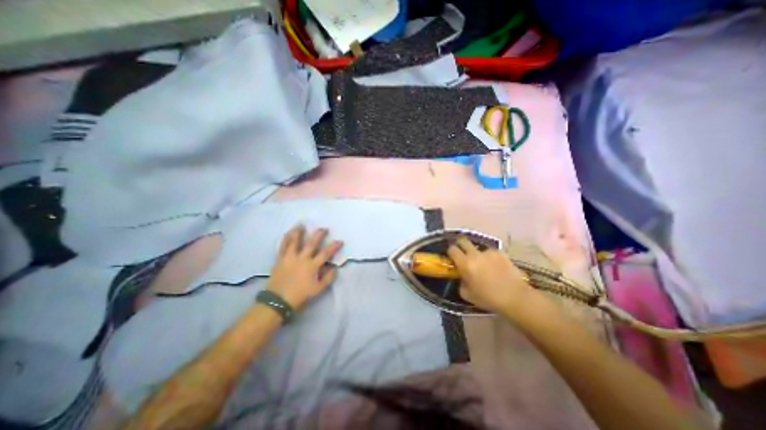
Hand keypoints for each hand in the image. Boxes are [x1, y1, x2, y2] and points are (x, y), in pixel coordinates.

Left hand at [267, 225, 343, 311]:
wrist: (278, 301)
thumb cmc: (300, 295)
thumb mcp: (318, 290)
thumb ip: (328, 278)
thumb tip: (334, 268)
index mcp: (312, 266)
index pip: (326, 253)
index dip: (334, 246)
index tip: (340, 241)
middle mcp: (302, 258)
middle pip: (311, 244)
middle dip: (319, 235)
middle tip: (323, 228)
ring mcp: (290, 258)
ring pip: (295, 241)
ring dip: (298, 232)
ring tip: (301, 224)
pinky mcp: (280, 259)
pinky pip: (282, 246)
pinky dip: (285, 239)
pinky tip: (288, 233)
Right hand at [446, 235, 540, 314]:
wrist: (515, 297)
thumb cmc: (488, 298)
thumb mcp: (467, 294)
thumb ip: (461, 282)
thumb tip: (462, 276)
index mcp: (465, 263)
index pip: (452, 249)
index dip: (451, 252)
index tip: (452, 257)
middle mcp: (475, 254)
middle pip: (463, 241)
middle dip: (461, 245)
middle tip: (463, 253)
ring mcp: (489, 252)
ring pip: (478, 248)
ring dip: (478, 254)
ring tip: (484, 264)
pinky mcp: (501, 253)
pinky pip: (491, 253)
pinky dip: (490, 258)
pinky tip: (496, 267)